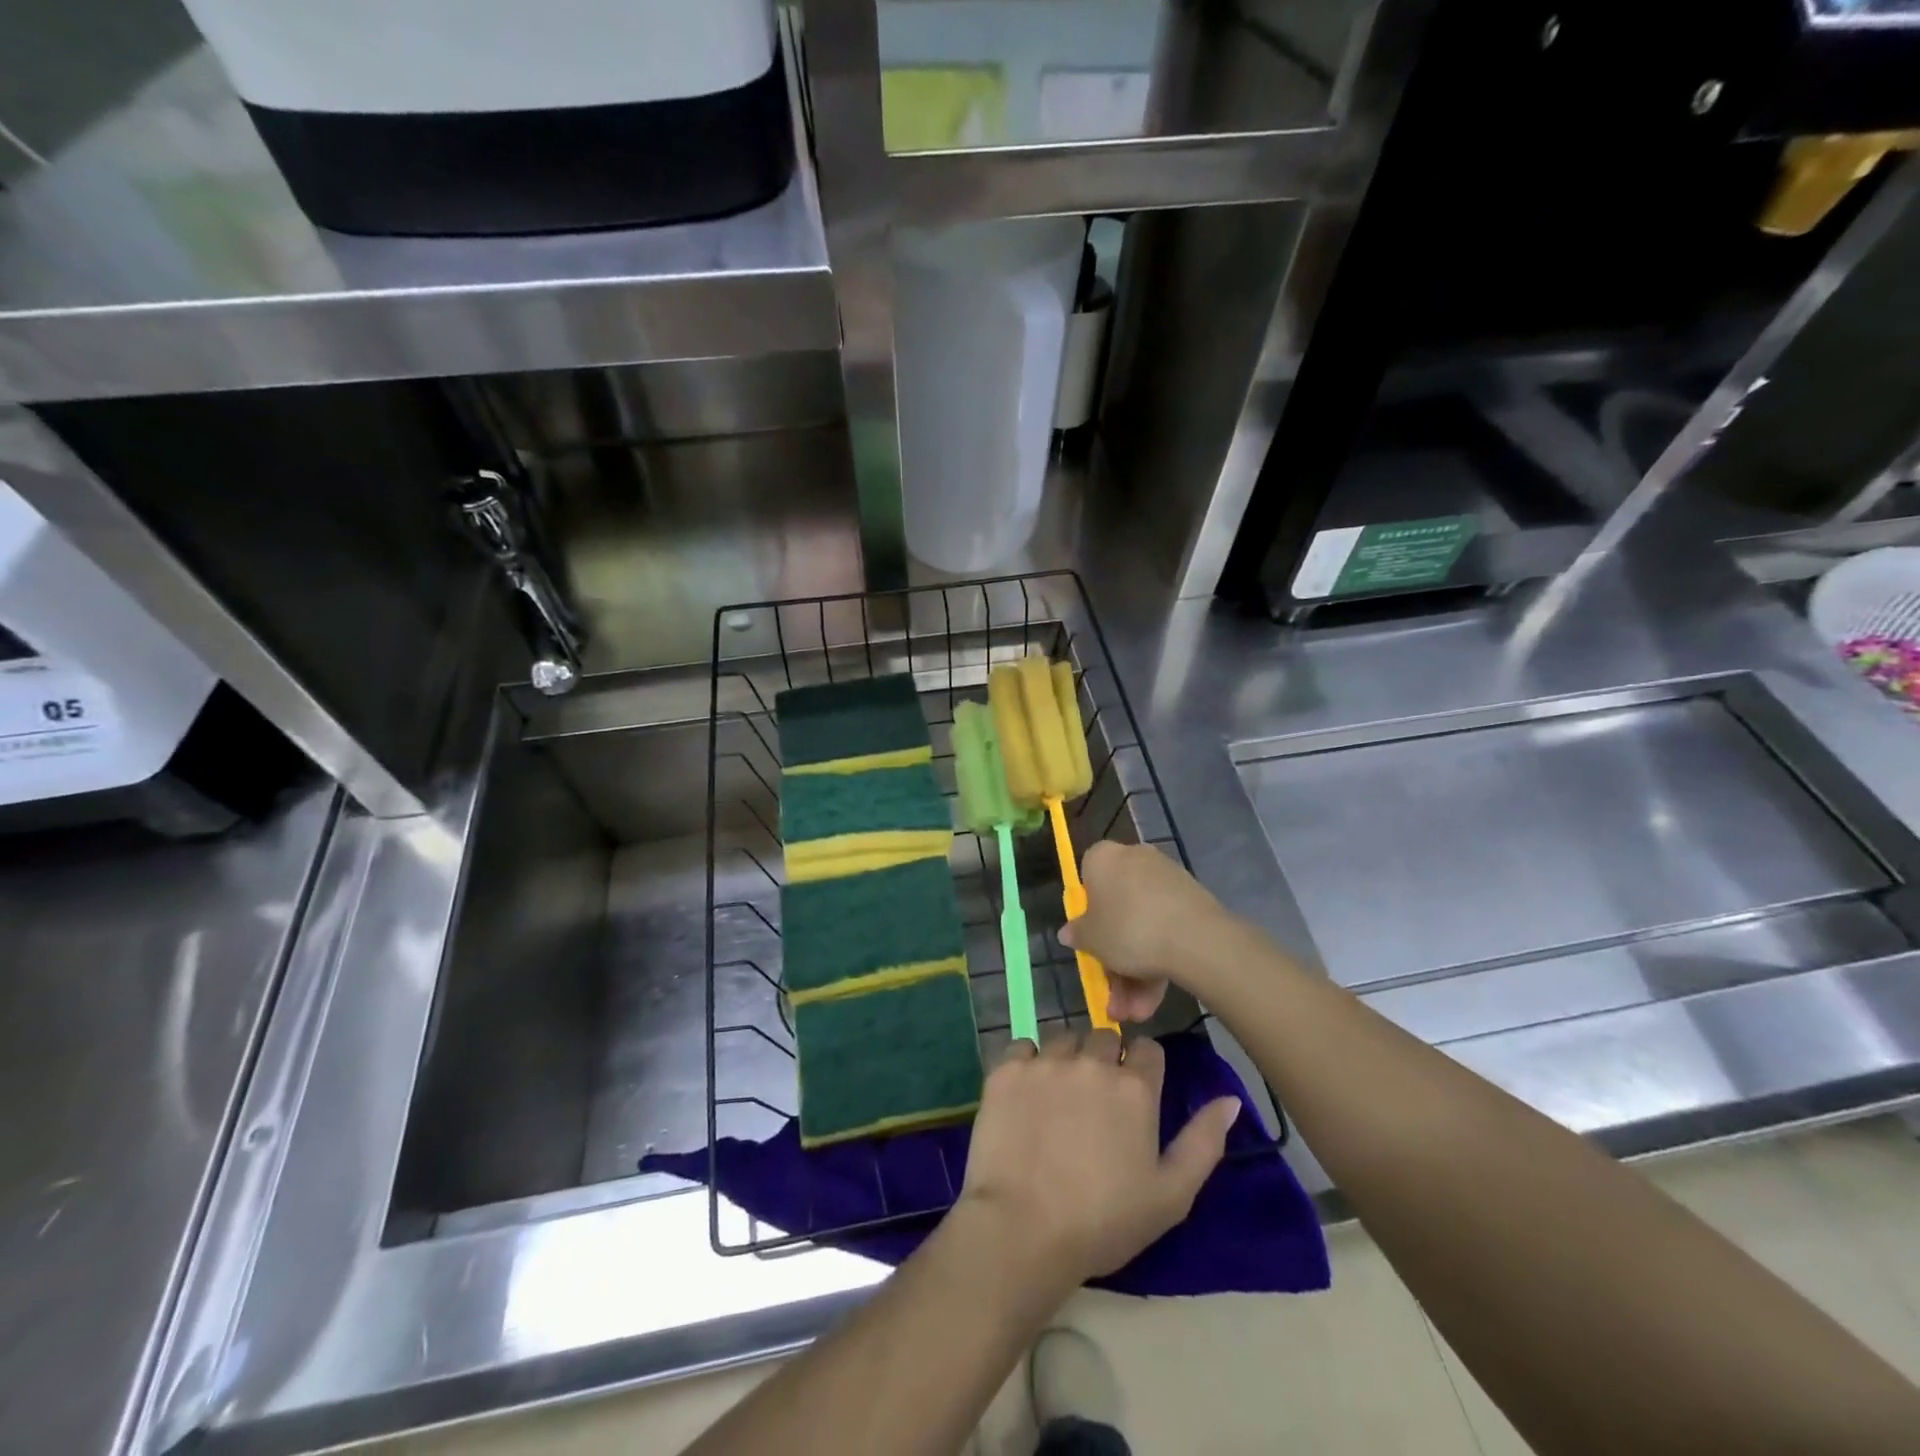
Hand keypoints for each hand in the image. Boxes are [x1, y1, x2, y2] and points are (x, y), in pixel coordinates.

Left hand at [958, 1031, 1239, 1287]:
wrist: (1022, 1229)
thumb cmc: (1104, 1221)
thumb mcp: (1171, 1195)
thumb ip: (1203, 1141)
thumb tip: (1230, 1099)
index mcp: (1134, 1087)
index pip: (1147, 1049)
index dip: (1142, 1068)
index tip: (1133, 1096)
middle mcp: (1091, 1061)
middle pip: (1103, 1038)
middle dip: (1103, 1060)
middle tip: (1093, 1102)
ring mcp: (1045, 1062)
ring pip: (1062, 1039)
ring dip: (1066, 1059)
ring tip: (1057, 1098)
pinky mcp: (1006, 1070)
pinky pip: (1021, 1048)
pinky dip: (1026, 1064)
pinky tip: (1026, 1095)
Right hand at [1061, 842, 1232, 1020]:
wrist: (1196, 938)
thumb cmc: (1128, 929)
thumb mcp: (1091, 939)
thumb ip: (1077, 934)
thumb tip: (1069, 932)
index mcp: (1104, 857)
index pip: (1087, 876)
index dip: (1087, 911)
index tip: (1090, 940)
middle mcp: (1135, 859)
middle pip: (1118, 910)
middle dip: (1115, 959)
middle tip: (1114, 996)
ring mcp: (1167, 879)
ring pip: (1143, 926)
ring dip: (1136, 972)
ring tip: (1136, 1012)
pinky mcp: (1192, 900)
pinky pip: (1166, 928)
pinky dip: (1159, 960)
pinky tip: (1154, 999)